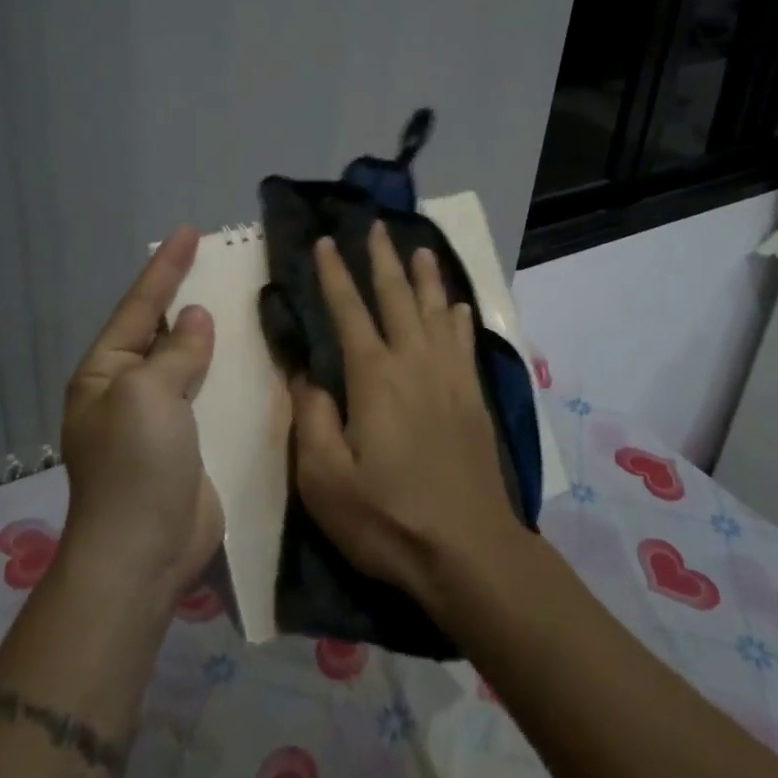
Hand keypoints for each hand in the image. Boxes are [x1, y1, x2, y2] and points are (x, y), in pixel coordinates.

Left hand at [58, 226, 223, 606]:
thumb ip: (175, 351)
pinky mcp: (192, 441)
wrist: (143, 553)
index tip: (189, 231)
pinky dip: (231, 372)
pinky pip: (212, 394)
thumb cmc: (135, 465)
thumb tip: (195, 318)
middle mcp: (129, 389)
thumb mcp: (147, 394)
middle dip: (190, 295)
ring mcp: (161, 417)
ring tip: (244, 297)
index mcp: (106, 372)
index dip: (165, 267)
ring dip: (215, 334)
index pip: (140, 305)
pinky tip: (257, 354)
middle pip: (165, 329)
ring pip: (192, 360)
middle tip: (221, 259)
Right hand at [289, 223, 527, 612]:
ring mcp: (450, 378)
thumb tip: (304, 374)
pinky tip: (458, 307)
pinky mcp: (473, 398)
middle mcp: (414, 363)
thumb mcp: (324, 479)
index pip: (348, 311)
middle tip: (377, 226)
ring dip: (426, 277)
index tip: (325, 242)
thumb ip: (310, 418)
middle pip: (397, 297)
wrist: (468, 551)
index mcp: (374, 377)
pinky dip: (459, 317)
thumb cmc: (388, 518)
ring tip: (421, 248)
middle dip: (383, 259)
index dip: (334, 274)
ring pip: (437, 311)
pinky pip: (465, 342)